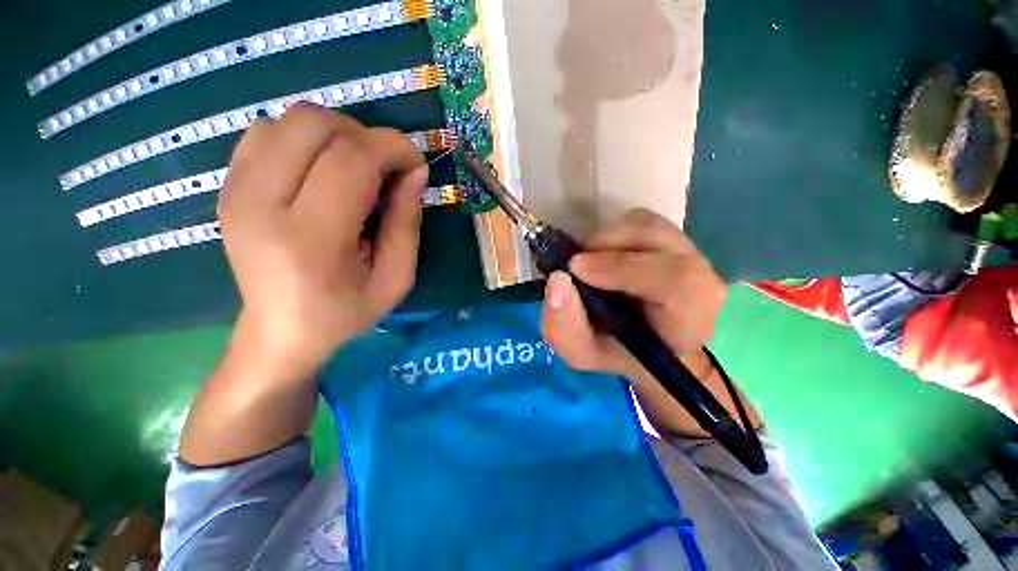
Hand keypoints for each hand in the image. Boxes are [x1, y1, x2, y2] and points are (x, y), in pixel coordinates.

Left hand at [219, 105, 426, 375]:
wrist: (279, 330)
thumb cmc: (346, 311)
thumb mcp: (396, 278)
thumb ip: (407, 223)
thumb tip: (415, 171)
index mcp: (310, 239)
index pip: (351, 160)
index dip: (392, 148)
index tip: (415, 164)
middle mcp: (261, 205)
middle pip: (314, 125)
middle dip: (365, 136)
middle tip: (385, 168)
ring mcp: (236, 191)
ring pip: (289, 120)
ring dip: (336, 134)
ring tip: (355, 169)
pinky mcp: (228, 185)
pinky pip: (268, 132)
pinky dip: (305, 139)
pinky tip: (321, 170)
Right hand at [540, 208, 725, 380]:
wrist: (637, 339)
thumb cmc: (614, 350)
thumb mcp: (580, 351)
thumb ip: (565, 325)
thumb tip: (557, 279)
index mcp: (688, 319)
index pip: (677, 282)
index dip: (623, 268)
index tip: (575, 269)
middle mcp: (699, 279)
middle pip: (660, 241)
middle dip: (606, 247)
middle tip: (574, 265)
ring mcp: (687, 251)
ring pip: (646, 225)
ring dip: (605, 239)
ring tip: (586, 263)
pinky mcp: (669, 236)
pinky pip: (638, 219)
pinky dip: (610, 232)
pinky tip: (599, 255)